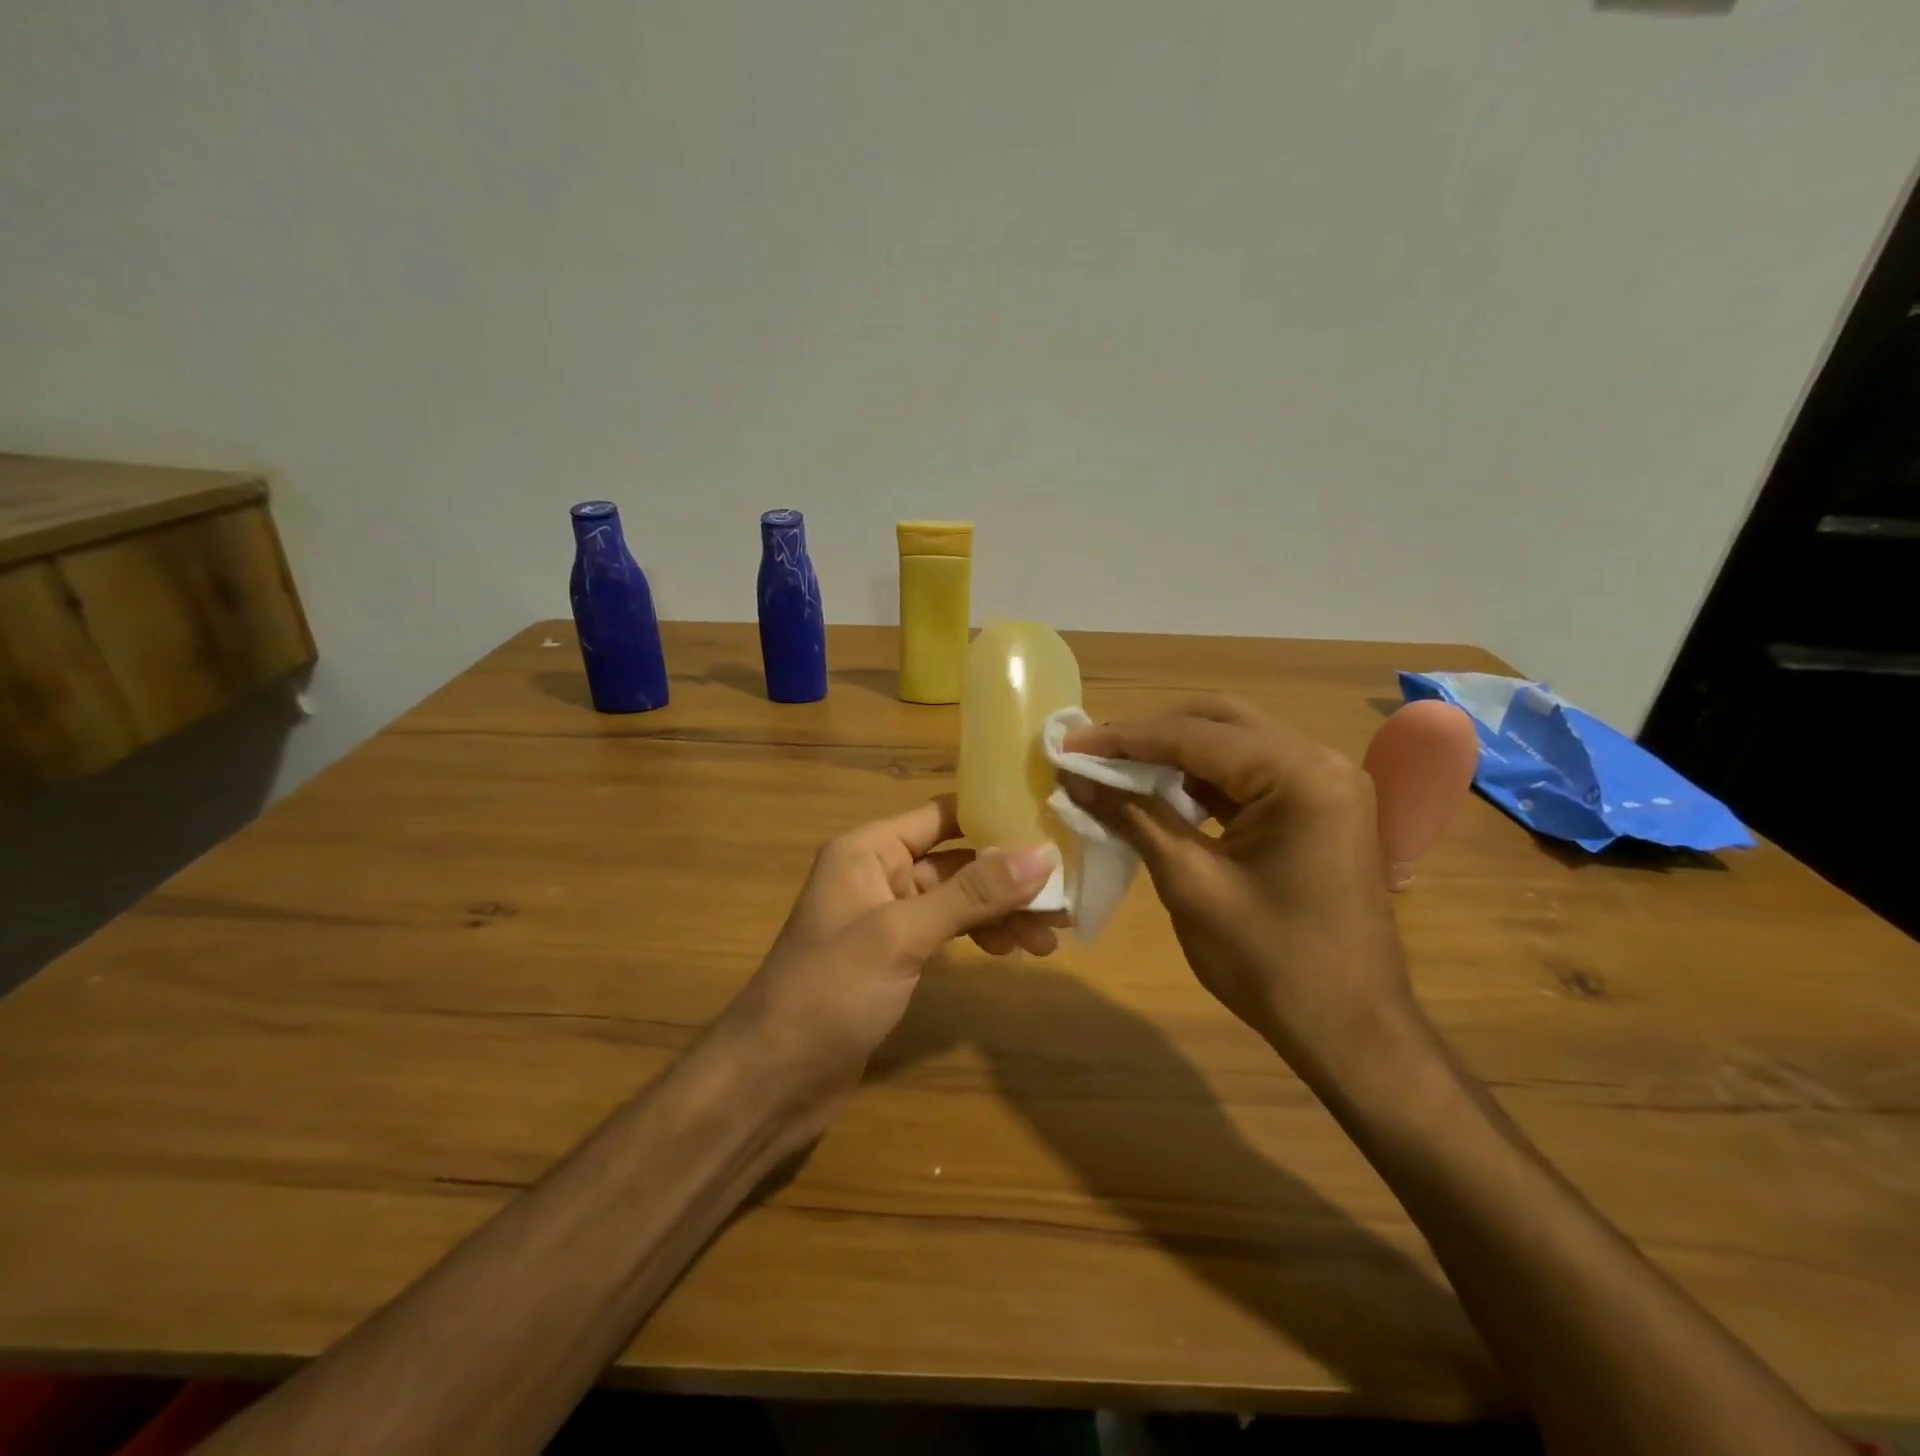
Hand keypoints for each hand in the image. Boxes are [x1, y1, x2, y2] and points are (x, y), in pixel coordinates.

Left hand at [721, 795, 1061, 1107]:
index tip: (1052, 826)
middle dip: (1009, 877)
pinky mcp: (895, 957)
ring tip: (1049, 937)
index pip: (943, 814)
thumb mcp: (902, 935)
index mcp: (868, 849)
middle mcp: (878, 873)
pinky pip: (948, 931)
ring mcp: (887, 917)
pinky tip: (1011, 952)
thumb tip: (1043, 853)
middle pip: (957, 860)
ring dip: (1001, 912)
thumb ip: (971, 894)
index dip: (996, 816)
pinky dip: (980, 936)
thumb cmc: (829, 993)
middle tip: (1064, 897)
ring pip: (957, 899)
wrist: (772, 1081)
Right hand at [1061, 697, 1424, 1087]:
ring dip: (1175, 755)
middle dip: (1151, 734)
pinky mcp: (1318, 810)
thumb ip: (1135, 818)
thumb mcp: (1192, 884)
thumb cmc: (1271, 962)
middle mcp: (1320, 762)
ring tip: (1116, 770)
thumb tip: (1077, 779)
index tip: (1068, 744)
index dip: (1124, 738)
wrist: (1351, 1032)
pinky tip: (1160, 794)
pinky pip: (1250, 777)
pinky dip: (1202, 781)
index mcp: (1300, 774)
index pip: (1196, 735)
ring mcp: (1324, 785)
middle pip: (1220, 722)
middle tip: (1093, 752)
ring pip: (1234, 745)